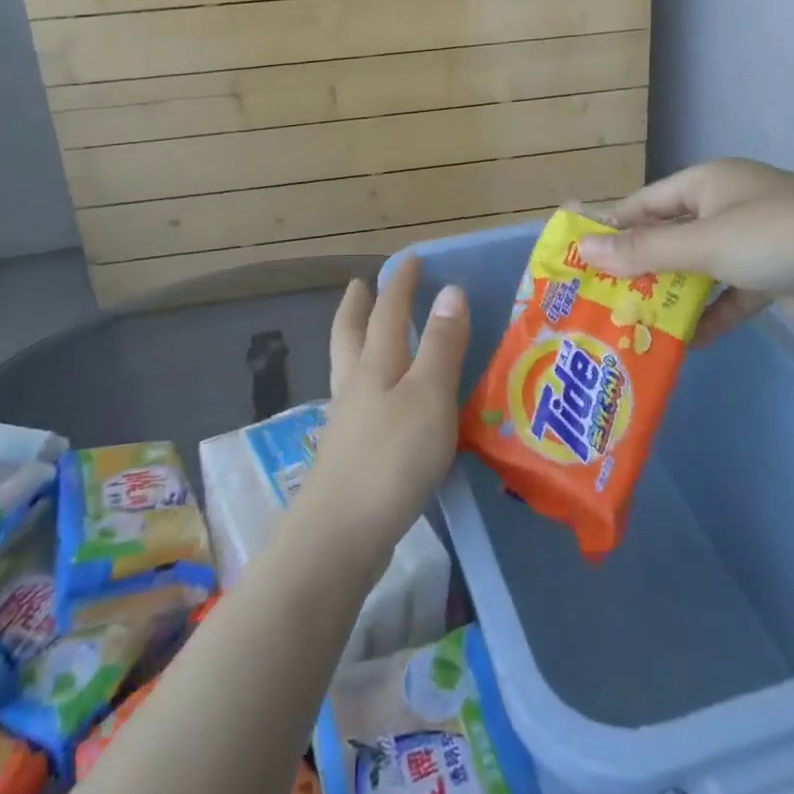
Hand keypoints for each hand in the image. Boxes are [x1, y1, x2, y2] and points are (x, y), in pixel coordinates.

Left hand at [304, 255, 468, 565]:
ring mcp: (347, 421)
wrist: (342, 534)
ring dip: (356, 341)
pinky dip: (365, 383)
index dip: (400, 283)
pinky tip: (379, 401)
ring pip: (349, 367)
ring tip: (365, 333)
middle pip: (351, 334)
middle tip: (360, 285)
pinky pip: (358, 401)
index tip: (410, 259)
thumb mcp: (428, 395)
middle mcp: (355, 385)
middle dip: (358, 306)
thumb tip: (450, 290)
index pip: (388, 311)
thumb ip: (441, 345)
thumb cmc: (392, 458)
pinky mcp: (349, 454)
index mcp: (375, 364)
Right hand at [575, 159, 793, 342]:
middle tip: (600, 295)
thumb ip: (645, 249)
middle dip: (639, 266)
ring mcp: (752, 242)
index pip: (646, 202)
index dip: (611, 225)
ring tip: (634, 323)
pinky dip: (710, 316)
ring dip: (671, 296)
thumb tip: (586, 249)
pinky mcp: (772, 277)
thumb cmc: (776, 237)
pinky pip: (728, 296)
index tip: (579, 252)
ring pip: (697, 269)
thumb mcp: (705, 241)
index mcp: (709, 182)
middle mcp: (727, 206)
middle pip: (670, 236)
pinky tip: (688, 344)